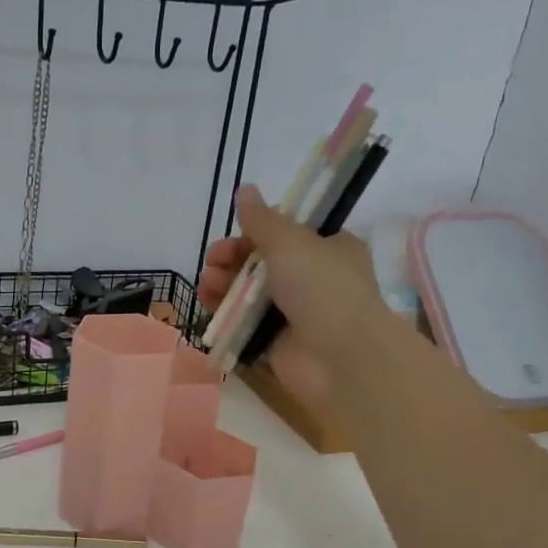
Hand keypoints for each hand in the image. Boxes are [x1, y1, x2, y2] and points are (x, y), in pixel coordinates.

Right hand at [198, 185, 388, 410]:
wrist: (341, 359)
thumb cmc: (322, 289)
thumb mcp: (291, 243)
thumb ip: (262, 219)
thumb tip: (245, 189)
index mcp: (329, 248)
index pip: (286, 233)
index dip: (256, 231)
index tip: (234, 232)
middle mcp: (313, 279)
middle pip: (262, 262)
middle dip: (232, 259)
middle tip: (213, 261)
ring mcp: (294, 314)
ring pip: (249, 293)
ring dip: (224, 284)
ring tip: (206, 285)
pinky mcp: (277, 344)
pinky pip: (245, 324)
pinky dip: (226, 315)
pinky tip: (208, 307)